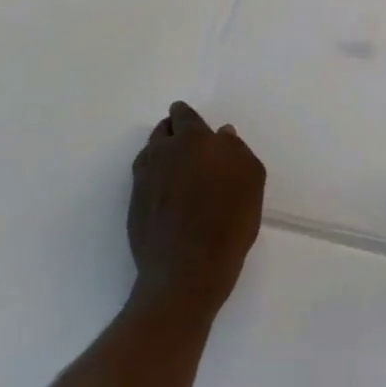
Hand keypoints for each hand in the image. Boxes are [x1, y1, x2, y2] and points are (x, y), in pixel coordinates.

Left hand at [128, 102, 265, 313]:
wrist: (187, 270)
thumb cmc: (228, 219)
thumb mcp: (251, 178)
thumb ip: (236, 149)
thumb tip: (222, 134)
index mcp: (191, 140)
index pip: (183, 115)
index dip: (187, 116)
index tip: (192, 123)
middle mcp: (162, 153)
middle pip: (162, 131)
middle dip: (173, 131)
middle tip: (187, 144)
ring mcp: (143, 181)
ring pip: (150, 154)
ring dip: (161, 155)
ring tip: (177, 169)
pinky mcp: (134, 207)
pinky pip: (143, 180)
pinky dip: (154, 179)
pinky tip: (167, 194)